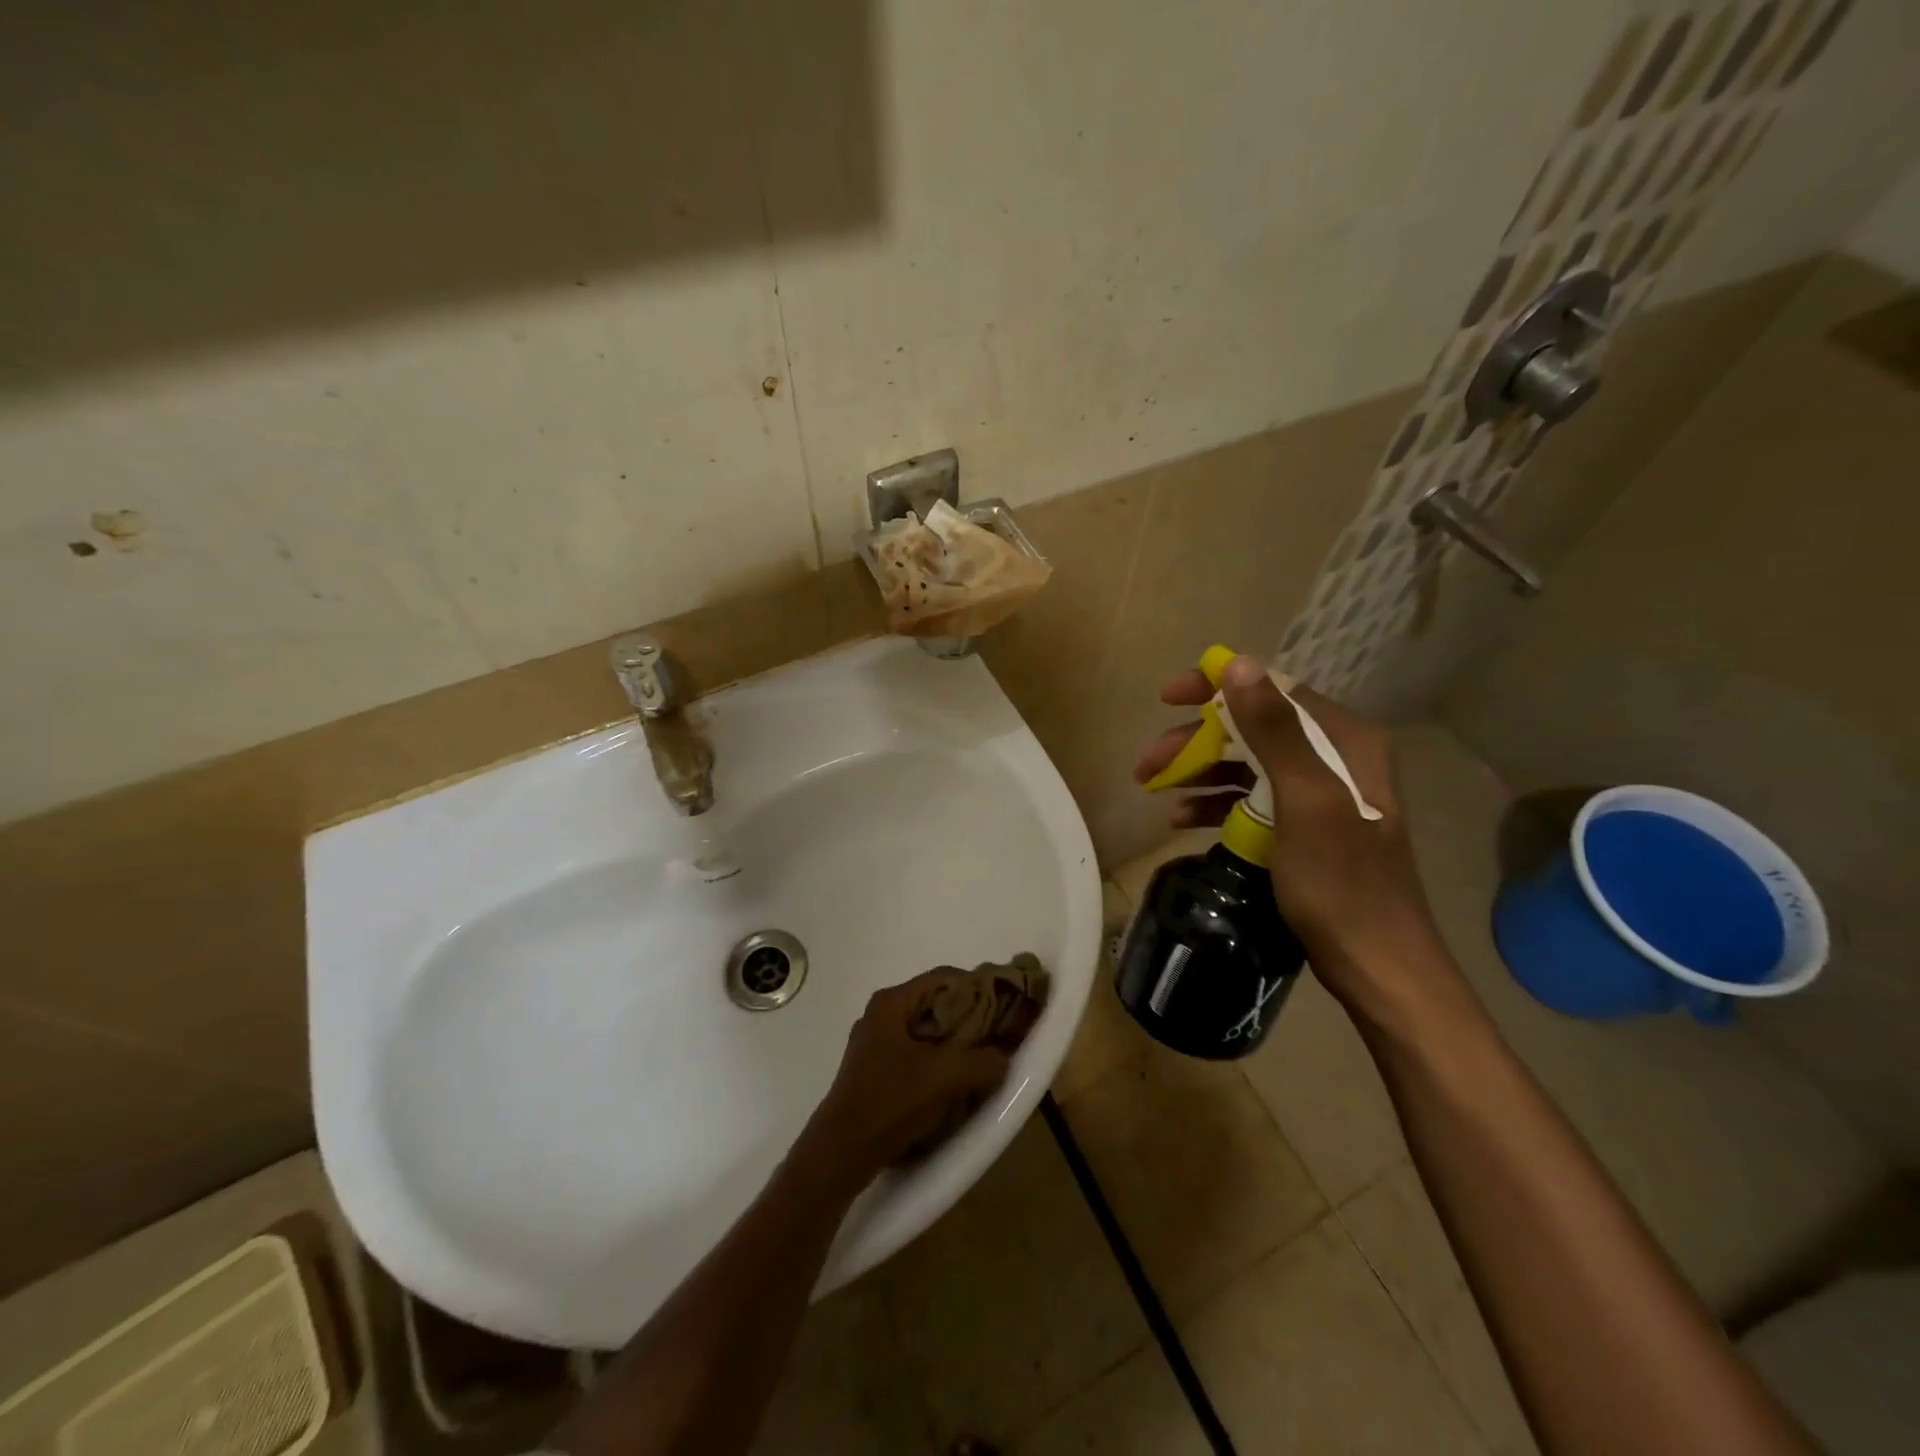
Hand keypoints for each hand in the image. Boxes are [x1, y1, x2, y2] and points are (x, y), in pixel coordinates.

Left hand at [803, 973, 1012, 1180]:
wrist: (841, 1152)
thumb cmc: (891, 1101)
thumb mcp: (946, 1076)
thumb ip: (983, 1061)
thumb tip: (1002, 1058)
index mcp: (891, 1002)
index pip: (944, 977)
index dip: (978, 987)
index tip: (1004, 1006)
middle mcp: (880, 1015)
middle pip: (935, 1004)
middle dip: (968, 1018)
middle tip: (997, 1035)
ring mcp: (874, 1044)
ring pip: (926, 1033)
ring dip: (954, 1045)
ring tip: (981, 1061)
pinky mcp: (874, 1072)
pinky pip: (915, 1055)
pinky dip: (937, 1063)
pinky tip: (953, 1085)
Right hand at [1133, 655, 1448, 1008]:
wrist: (1376, 964)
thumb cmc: (1340, 881)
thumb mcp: (1305, 800)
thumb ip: (1273, 730)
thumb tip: (1237, 664)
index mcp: (1343, 740)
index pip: (1272, 689)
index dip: (1216, 687)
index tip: (1167, 697)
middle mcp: (1333, 757)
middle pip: (1251, 729)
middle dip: (1195, 741)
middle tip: (1148, 763)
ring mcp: (1317, 794)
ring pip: (1246, 764)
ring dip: (1198, 772)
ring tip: (1154, 789)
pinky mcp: (1302, 827)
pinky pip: (1250, 800)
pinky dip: (1215, 804)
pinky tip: (1182, 819)